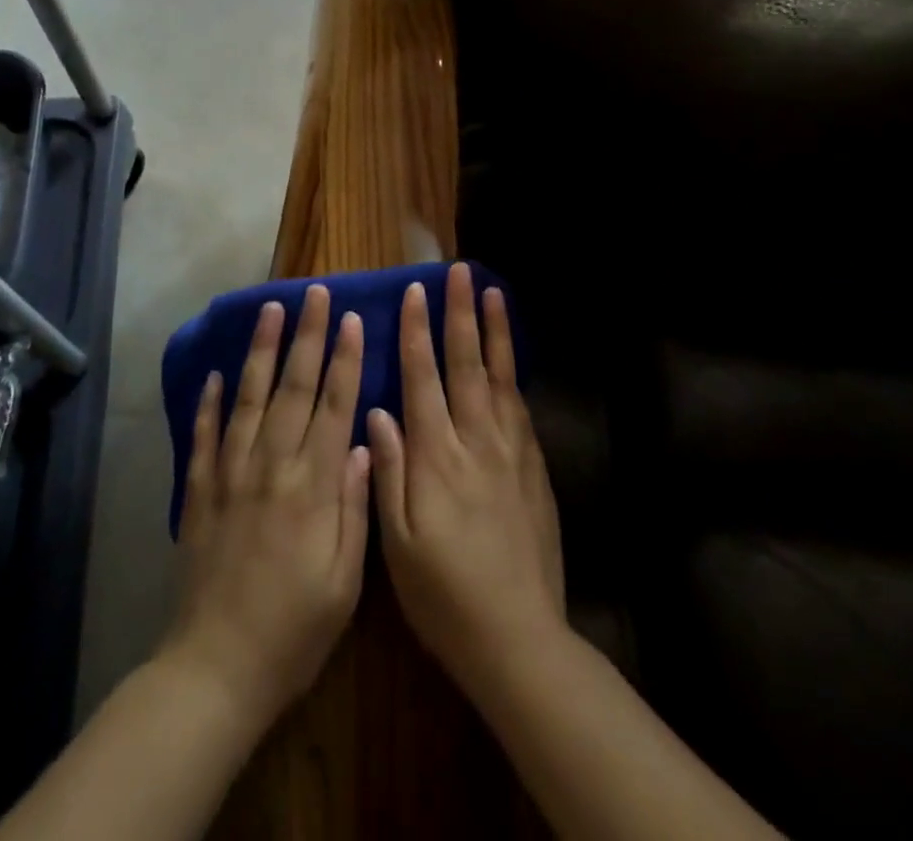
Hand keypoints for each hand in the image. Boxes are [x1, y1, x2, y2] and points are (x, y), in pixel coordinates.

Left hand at [161, 285, 370, 730]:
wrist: (216, 669)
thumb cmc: (294, 630)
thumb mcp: (345, 582)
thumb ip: (356, 507)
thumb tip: (365, 444)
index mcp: (313, 486)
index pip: (335, 406)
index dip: (346, 359)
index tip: (353, 319)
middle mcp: (272, 466)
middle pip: (294, 388)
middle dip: (308, 336)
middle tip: (316, 294)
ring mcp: (231, 474)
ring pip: (249, 398)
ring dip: (261, 351)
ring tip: (270, 310)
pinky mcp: (201, 491)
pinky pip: (205, 435)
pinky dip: (209, 401)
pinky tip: (214, 372)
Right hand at [368, 263, 565, 698]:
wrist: (518, 638)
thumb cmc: (443, 594)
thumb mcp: (397, 543)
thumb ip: (389, 470)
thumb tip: (378, 411)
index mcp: (436, 457)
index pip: (423, 379)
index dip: (416, 333)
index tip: (415, 293)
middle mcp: (476, 443)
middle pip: (467, 365)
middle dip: (460, 315)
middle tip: (460, 273)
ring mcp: (511, 454)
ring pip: (500, 378)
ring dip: (495, 333)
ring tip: (493, 294)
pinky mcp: (534, 471)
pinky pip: (521, 410)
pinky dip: (514, 376)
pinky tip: (511, 360)